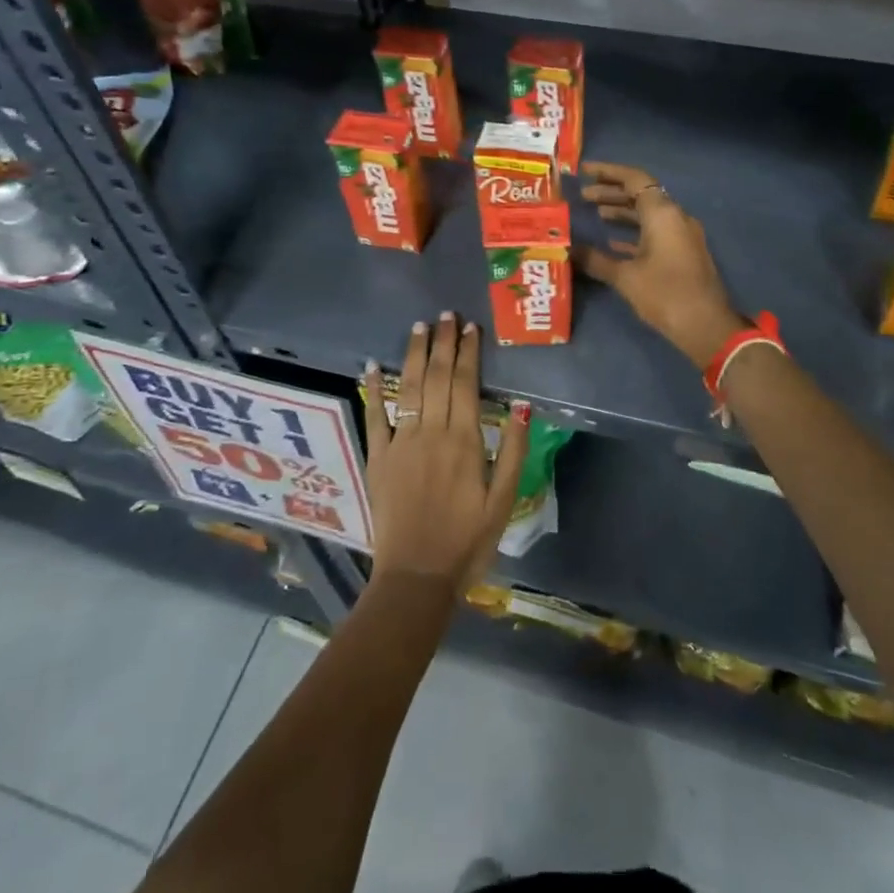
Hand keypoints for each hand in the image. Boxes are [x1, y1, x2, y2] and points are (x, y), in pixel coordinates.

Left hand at [362, 313, 528, 592]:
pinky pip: (374, 416)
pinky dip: (372, 389)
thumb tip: (522, 406)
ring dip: (413, 354)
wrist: (416, 577)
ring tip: (419, 327)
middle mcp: (431, 432)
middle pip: (436, 377)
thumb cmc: (467, 541)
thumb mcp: (503, 501)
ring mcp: (400, 443)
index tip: (470, 328)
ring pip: (407, 388)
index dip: (467, 353)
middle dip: (442, 343)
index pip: (465, 384)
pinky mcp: (378, 458)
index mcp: (464, 441)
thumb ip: (513, 451)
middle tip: (446, 315)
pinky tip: (371, 365)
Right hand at [576, 161, 748, 365]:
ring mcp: (682, 235)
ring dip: (622, 211)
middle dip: (611, 192)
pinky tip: (613, 242)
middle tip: (583, 196)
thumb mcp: (625, 277)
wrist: (706, 326)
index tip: (584, 171)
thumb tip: (568, 249)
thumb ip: (595, 259)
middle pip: (641, 194)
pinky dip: (634, 231)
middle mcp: (675, 217)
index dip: (608, 172)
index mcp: (663, 213)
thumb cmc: (664, 294)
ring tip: (595, 214)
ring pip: (649, 213)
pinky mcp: (684, 253)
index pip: (634, 179)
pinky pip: (656, 231)